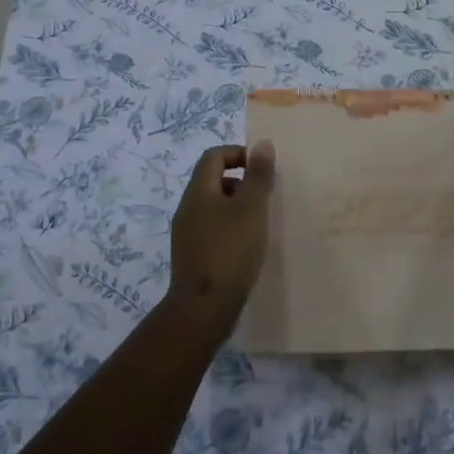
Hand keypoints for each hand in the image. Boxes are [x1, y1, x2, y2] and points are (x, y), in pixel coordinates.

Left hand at [166, 142, 274, 334]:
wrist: (203, 310)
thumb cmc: (230, 251)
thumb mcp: (251, 209)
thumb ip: (258, 176)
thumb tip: (262, 143)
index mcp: (198, 192)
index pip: (214, 156)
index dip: (239, 154)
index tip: (263, 169)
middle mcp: (188, 209)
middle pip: (213, 181)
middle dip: (242, 182)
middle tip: (266, 197)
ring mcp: (187, 235)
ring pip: (214, 208)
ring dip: (238, 208)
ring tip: (262, 224)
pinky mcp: (193, 257)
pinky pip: (213, 231)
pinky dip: (232, 230)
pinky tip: (249, 248)